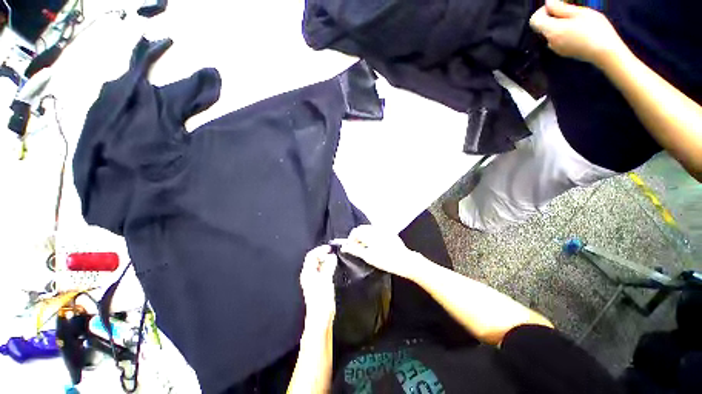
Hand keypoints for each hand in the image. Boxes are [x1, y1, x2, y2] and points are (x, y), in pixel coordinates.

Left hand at [300, 245, 337, 325]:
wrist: (321, 316)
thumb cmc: (321, 299)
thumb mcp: (326, 279)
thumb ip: (329, 266)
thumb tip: (332, 256)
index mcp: (307, 273)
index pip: (311, 256)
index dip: (320, 250)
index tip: (329, 248)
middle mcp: (309, 275)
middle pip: (314, 259)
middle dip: (323, 254)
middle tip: (333, 253)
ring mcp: (313, 280)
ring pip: (319, 265)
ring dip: (326, 260)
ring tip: (334, 260)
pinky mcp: (319, 284)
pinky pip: (322, 271)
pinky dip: (327, 267)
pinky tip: (333, 268)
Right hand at [339, 225, 417, 278]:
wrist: (405, 261)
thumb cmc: (385, 260)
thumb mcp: (368, 257)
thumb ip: (355, 250)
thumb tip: (344, 247)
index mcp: (370, 233)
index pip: (355, 231)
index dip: (351, 239)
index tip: (351, 247)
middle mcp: (376, 228)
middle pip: (362, 229)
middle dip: (358, 237)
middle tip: (358, 248)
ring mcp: (384, 230)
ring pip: (369, 229)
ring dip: (365, 236)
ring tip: (367, 247)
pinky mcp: (390, 233)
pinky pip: (377, 231)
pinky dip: (373, 236)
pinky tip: (377, 245)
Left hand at [530, 0, 627, 67]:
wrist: (605, 52)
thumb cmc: (595, 29)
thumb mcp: (579, 13)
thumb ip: (560, 8)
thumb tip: (548, 2)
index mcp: (552, 30)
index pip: (534, 20)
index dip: (541, 11)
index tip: (554, 6)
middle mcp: (550, 41)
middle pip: (543, 26)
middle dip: (552, 16)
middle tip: (569, 11)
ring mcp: (556, 48)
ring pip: (551, 33)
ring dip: (559, 24)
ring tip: (577, 21)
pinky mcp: (562, 52)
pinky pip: (558, 40)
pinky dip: (563, 32)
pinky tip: (578, 30)